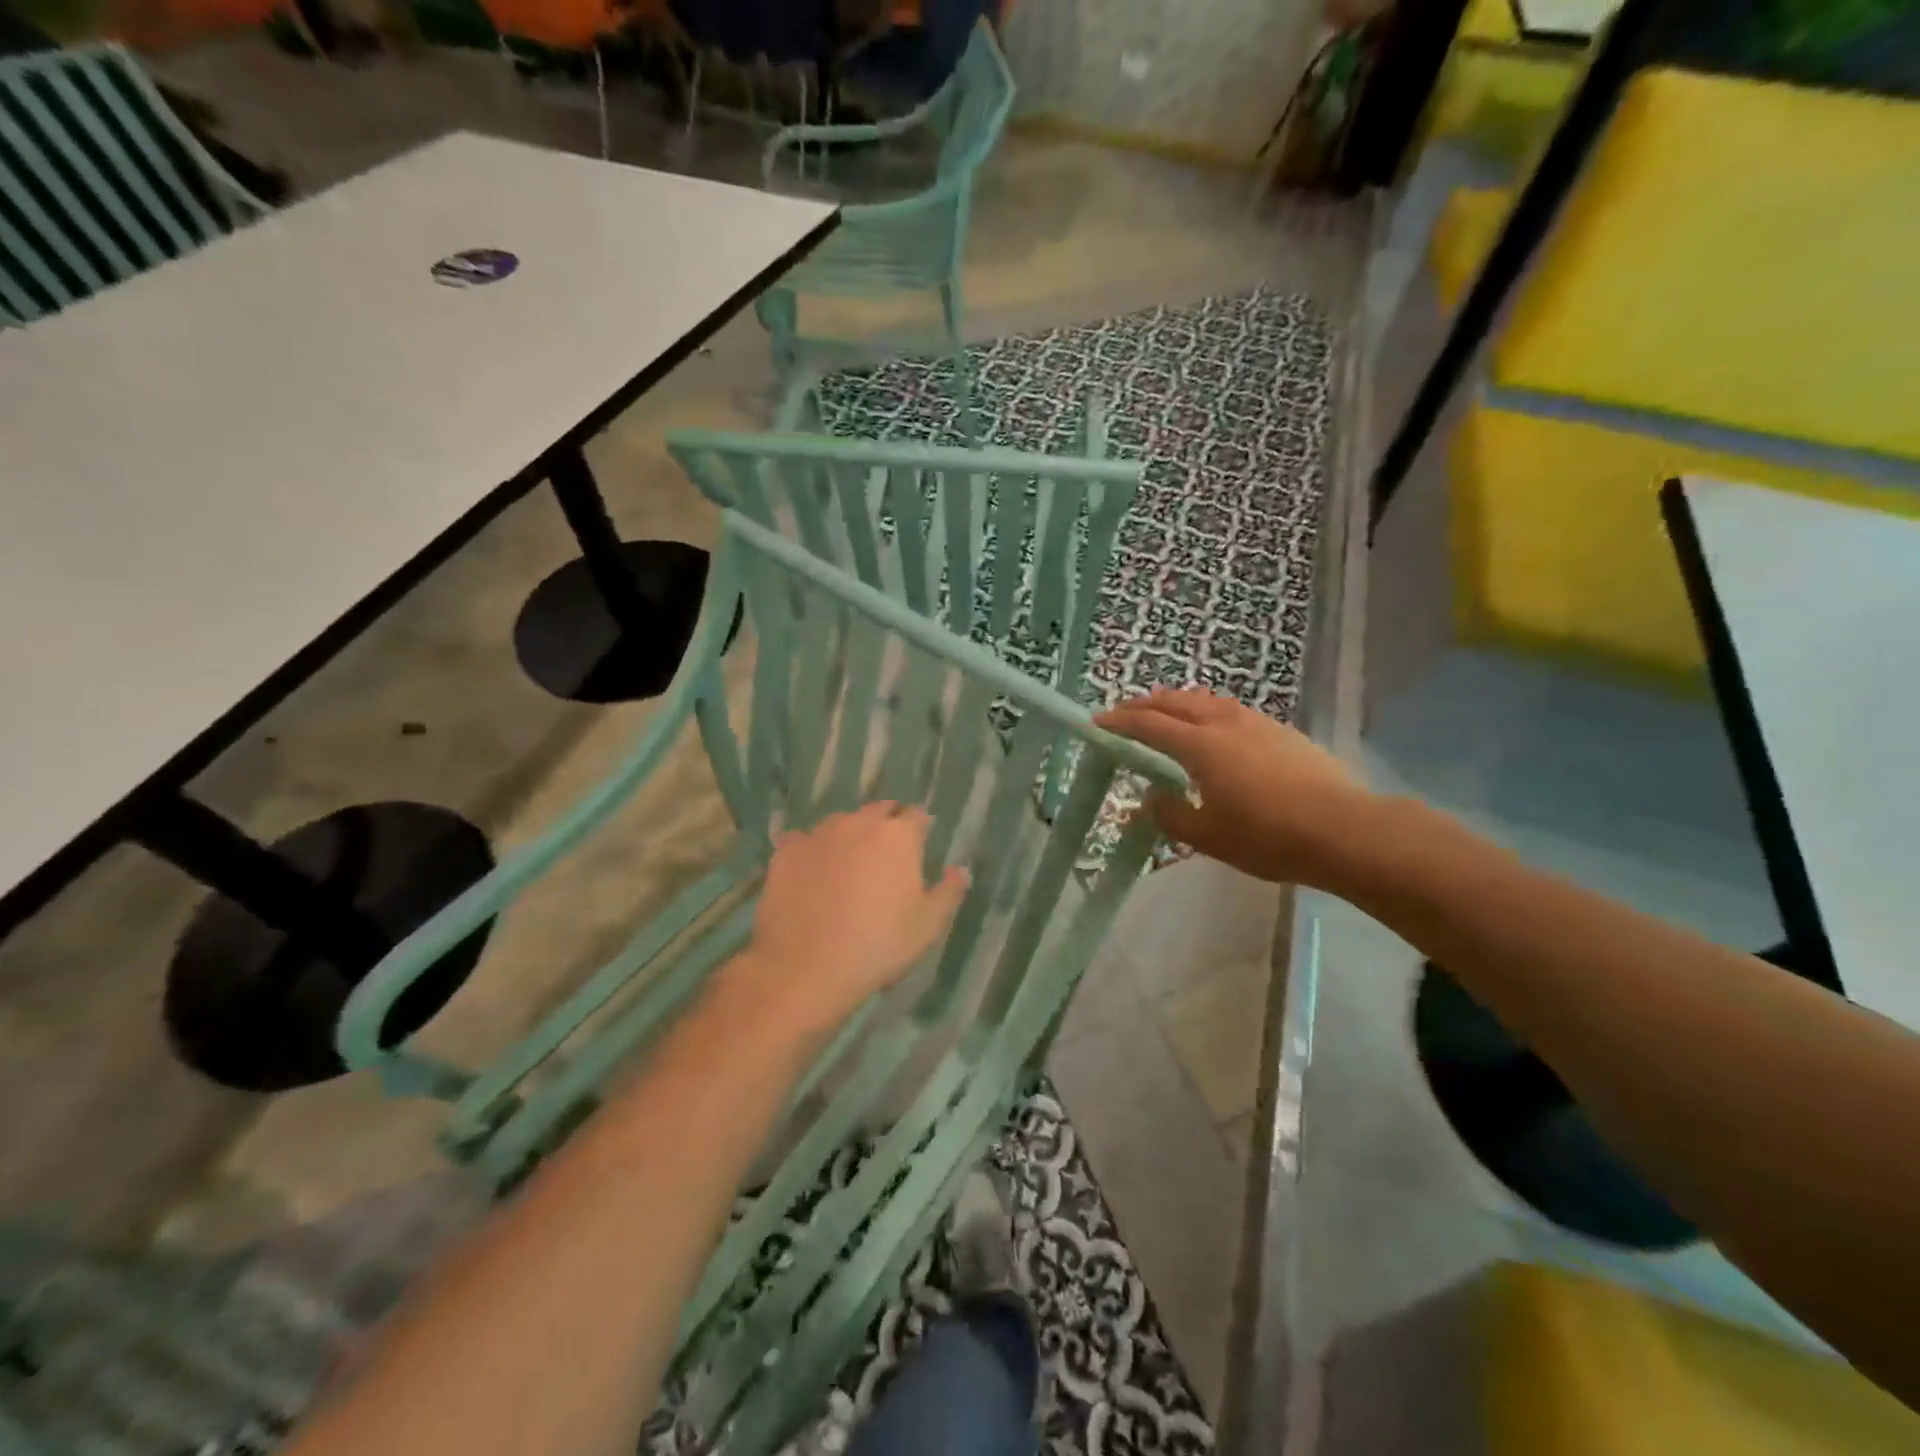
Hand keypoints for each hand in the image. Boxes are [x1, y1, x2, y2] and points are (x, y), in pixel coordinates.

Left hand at [727, 803, 968, 1038]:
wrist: (806, 967)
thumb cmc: (879, 945)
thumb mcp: (928, 926)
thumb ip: (949, 892)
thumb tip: (960, 870)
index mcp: (898, 835)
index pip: (916, 815)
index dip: (920, 828)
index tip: (920, 844)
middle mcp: (858, 822)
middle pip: (878, 811)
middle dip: (886, 825)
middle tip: (886, 855)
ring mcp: (818, 833)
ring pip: (840, 823)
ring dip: (849, 836)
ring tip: (848, 865)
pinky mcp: (786, 851)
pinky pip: (803, 841)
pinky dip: (811, 851)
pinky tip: (810, 874)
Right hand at [1097, 688, 1374, 887]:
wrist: (1344, 830)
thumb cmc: (1267, 836)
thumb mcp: (1208, 836)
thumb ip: (1171, 815)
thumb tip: (1152, 799)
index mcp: (1201, 745)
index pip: (1149, 725)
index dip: (1120, 722)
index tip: (1098, 722)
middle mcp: (1224, 722)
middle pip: (1175, 702)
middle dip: (1144, 704)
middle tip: (1124, 713)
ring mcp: (1256, 722)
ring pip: (1205, 700)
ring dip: (1176, 702)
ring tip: (1164, 712)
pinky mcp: (1281, 731)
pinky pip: (1230, 709)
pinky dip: (1206, 710)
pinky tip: (1212, 727)